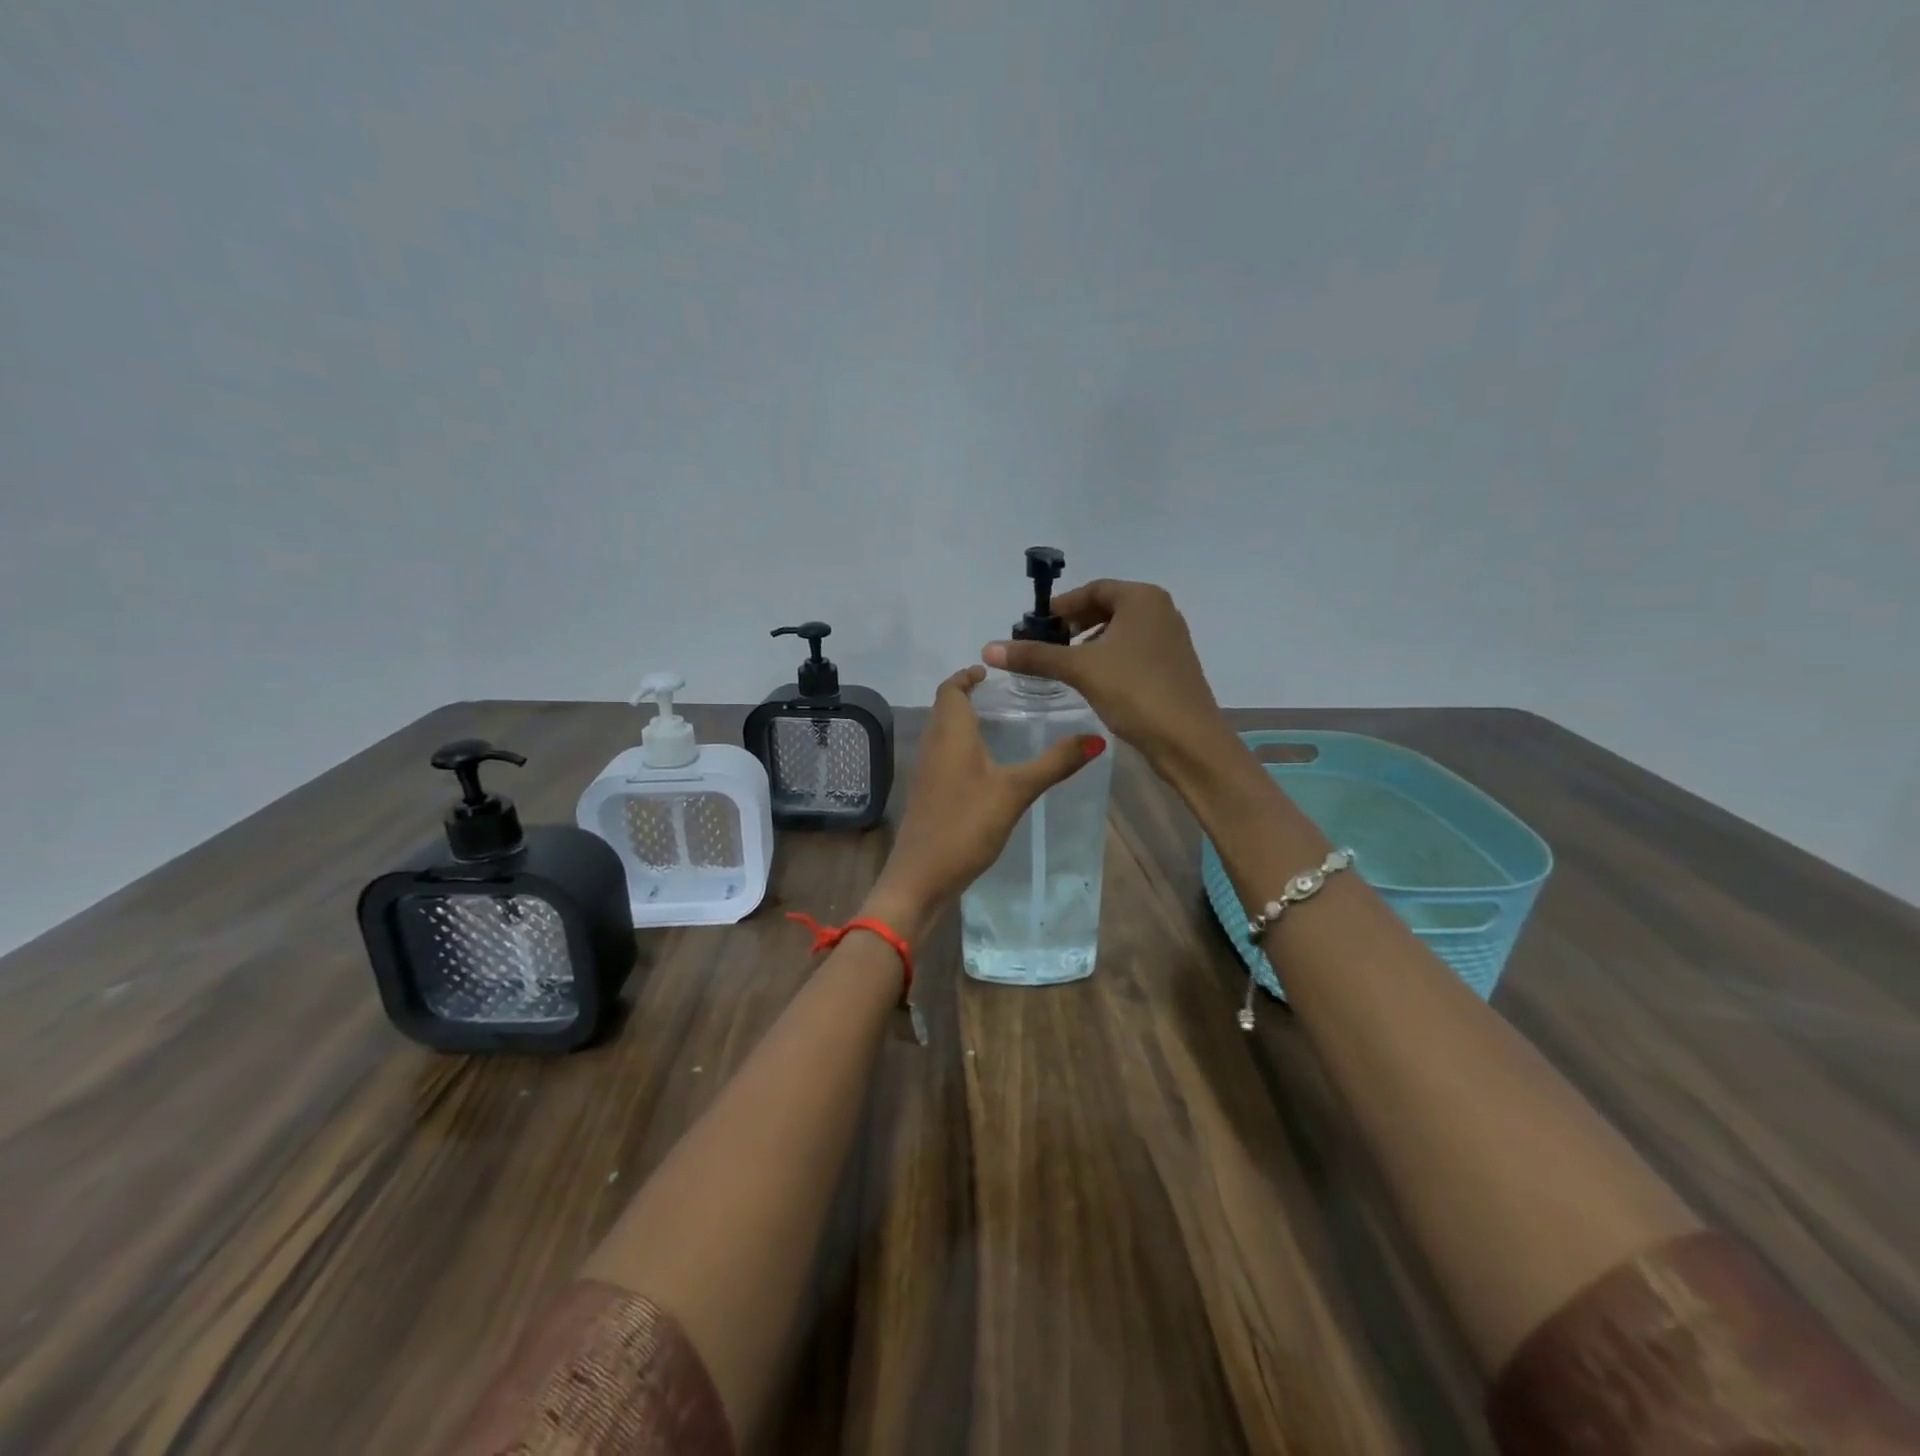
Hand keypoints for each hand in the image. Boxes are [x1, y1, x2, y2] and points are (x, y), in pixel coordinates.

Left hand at [866, 666, 1104, 928]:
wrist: (921, 877)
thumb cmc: (966, 824)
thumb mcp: (1016, 791)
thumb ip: (1054, 763)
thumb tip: (1096, 738)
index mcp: (950, 733)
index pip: (950, 689)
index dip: (966, 676)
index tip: (990, 671)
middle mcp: (933, 744)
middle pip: (944, 707)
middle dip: (967, 696)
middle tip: (1003, 696)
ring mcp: (926, 770)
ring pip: (943, 732)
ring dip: (964, 721)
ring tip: (999, 724)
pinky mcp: (926, 793)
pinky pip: (943, 755)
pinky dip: (961, 746)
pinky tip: (985, 766)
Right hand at [982, 579, 1234, 783]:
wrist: (1188, 740)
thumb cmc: (1135, 691)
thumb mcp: (1080, 669)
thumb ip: (1035, 656)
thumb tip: (989, 648)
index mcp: (1143, 599)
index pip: (1093, 590)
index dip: (1061, 606)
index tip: (1035, 626)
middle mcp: (1161, 611)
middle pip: (1107, 608)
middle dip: (1074, 625)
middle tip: (1046, 645)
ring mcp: (1171, 640)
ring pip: (1120, 632)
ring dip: (1090, 643)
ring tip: (1064, 665)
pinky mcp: (1173, 667)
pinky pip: (1133, 651)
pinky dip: (1109, 659)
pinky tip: (1093, 681)